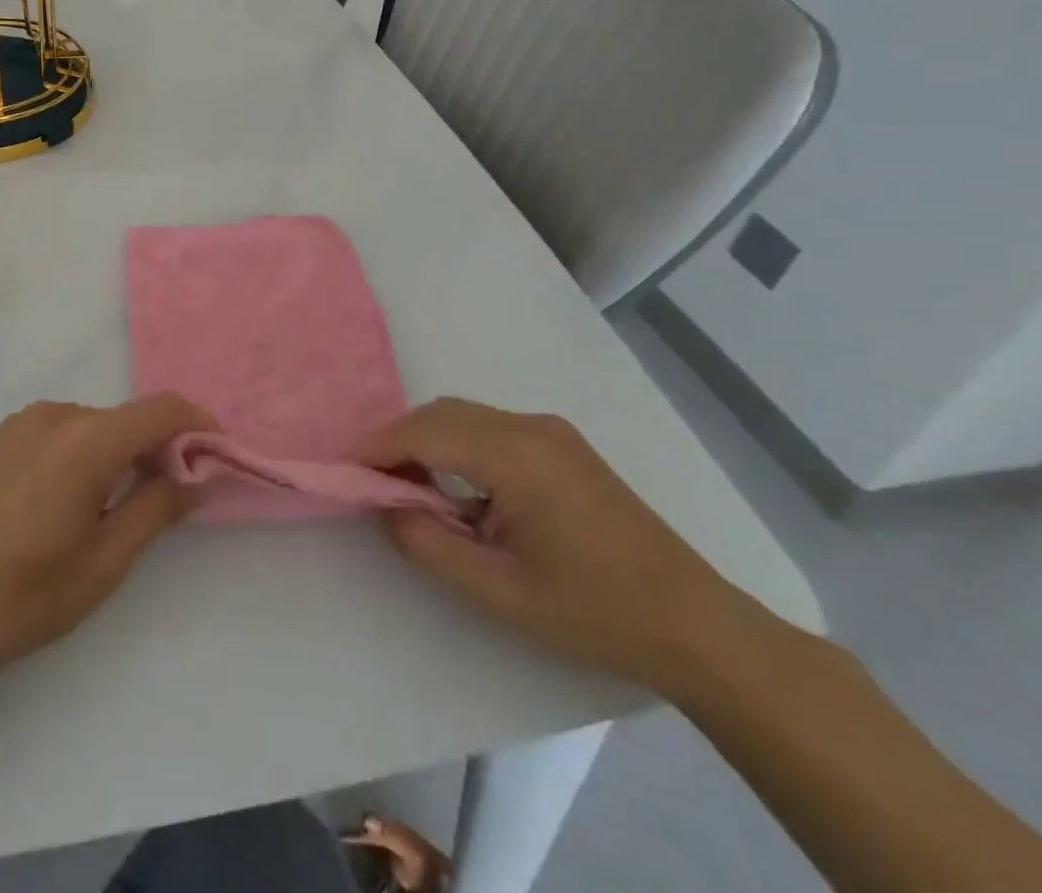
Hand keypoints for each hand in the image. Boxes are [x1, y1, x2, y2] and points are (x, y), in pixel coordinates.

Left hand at [0, 394, 213, 683]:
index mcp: (85, 439)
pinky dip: (86, 450)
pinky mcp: (3, 436)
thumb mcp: (107, 559)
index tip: (217, 454)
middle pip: (126, 418)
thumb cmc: (31, 592)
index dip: (196, 424)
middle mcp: (55, 414)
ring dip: (120, 450)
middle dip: (159, 446)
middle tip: (173, 494)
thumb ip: (159, 507)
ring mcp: (24, 421)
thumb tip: (198, 476)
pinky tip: (76, 496)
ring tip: (120, 503)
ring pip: (95, 424)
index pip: (160, 409)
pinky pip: (63, 429)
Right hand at [358, 398, 765, 692]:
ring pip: (463, 415)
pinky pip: (489, 426)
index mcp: (515, 457)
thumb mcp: (499, 592)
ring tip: (408, 486)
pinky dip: (457, 443)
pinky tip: (457, 485)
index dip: (377, 447)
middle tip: (372, 481)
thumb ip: (428, 544)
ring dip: (426, 440)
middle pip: (440, 414)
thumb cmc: (595, 612)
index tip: (343, 470)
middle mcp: (530, 427)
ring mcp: (550, 431)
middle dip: (397, 440)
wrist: (697, 626)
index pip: (423, 433)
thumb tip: (384, 508)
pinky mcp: (562, 444)